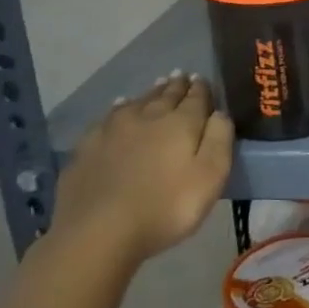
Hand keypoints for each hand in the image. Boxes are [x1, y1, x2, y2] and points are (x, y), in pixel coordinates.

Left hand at [53, 73, 233, 265]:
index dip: (202, 89)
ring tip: (158, 85)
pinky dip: (119, 108)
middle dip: (177, 86)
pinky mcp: (88, 147)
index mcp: (180, 123)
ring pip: (137, 102)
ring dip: (151, 93)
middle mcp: (147, 116)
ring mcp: (113, 130)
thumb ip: (219, 140)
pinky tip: (119, 107)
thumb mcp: (210, 177)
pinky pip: (109, 118)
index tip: (203, 79)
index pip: (196, 98)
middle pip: (165, 95)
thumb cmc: (165, 207)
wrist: (98, 231)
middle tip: (182, 76)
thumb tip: (220, 112)